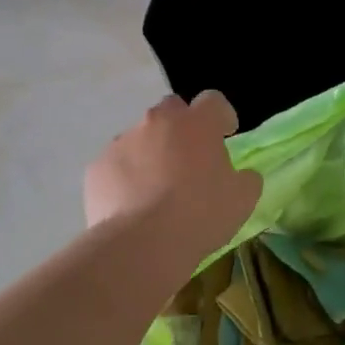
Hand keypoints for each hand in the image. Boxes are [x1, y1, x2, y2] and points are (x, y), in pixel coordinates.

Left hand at [85, 93, 261, 251]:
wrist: (141, 244)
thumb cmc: (200, 214)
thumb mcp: (242, 199)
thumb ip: (246, 179)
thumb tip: (242, 175)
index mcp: (198, 123)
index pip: (213, 100)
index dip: (221, 115)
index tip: (225, 134)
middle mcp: (158, 121)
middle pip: (172, 110)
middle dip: (181, 127)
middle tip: (189, 158)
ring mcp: (123, 141)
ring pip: (140, 137)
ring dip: (151, 152)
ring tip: (156, 188)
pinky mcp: (98, 166)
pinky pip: (116, 164)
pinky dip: (125, 177)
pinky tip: (131, 205)